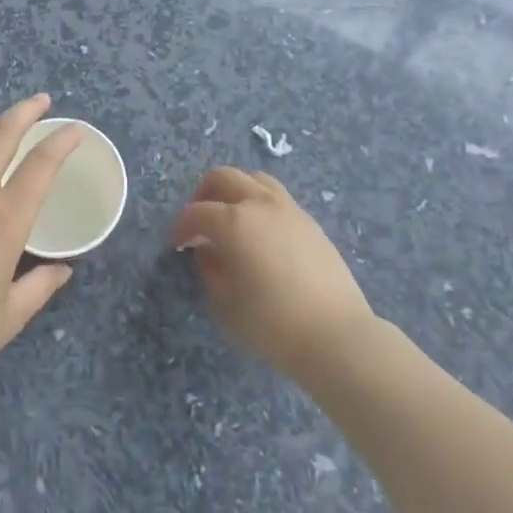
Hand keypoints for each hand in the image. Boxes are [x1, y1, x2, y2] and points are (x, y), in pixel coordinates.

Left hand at [0, 95, 81, 402]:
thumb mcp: (9, 317)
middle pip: (1, 134)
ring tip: (2, 132)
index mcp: (4, 219)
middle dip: (25, 111)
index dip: (61, 141)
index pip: (41, 164)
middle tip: (41, 102)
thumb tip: (62, 270)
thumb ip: (40, 287)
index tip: (74, 129)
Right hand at [170, 167, 375, 380]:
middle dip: (204, 194)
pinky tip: (261, 231)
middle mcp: (259, 204)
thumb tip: (207, 251)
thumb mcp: (226, 303)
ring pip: (254, 178)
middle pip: (224, 177)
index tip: (177, 243)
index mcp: (234, 221)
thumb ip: (211, 270)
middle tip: (199, 221)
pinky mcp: (310, 222)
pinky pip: (277, 197)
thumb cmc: (272, 323)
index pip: (197, 212)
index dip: (181, 226)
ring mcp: (288, 209)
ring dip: (235, 190)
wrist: (336, 335)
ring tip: (231, 216)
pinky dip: (259, 203)